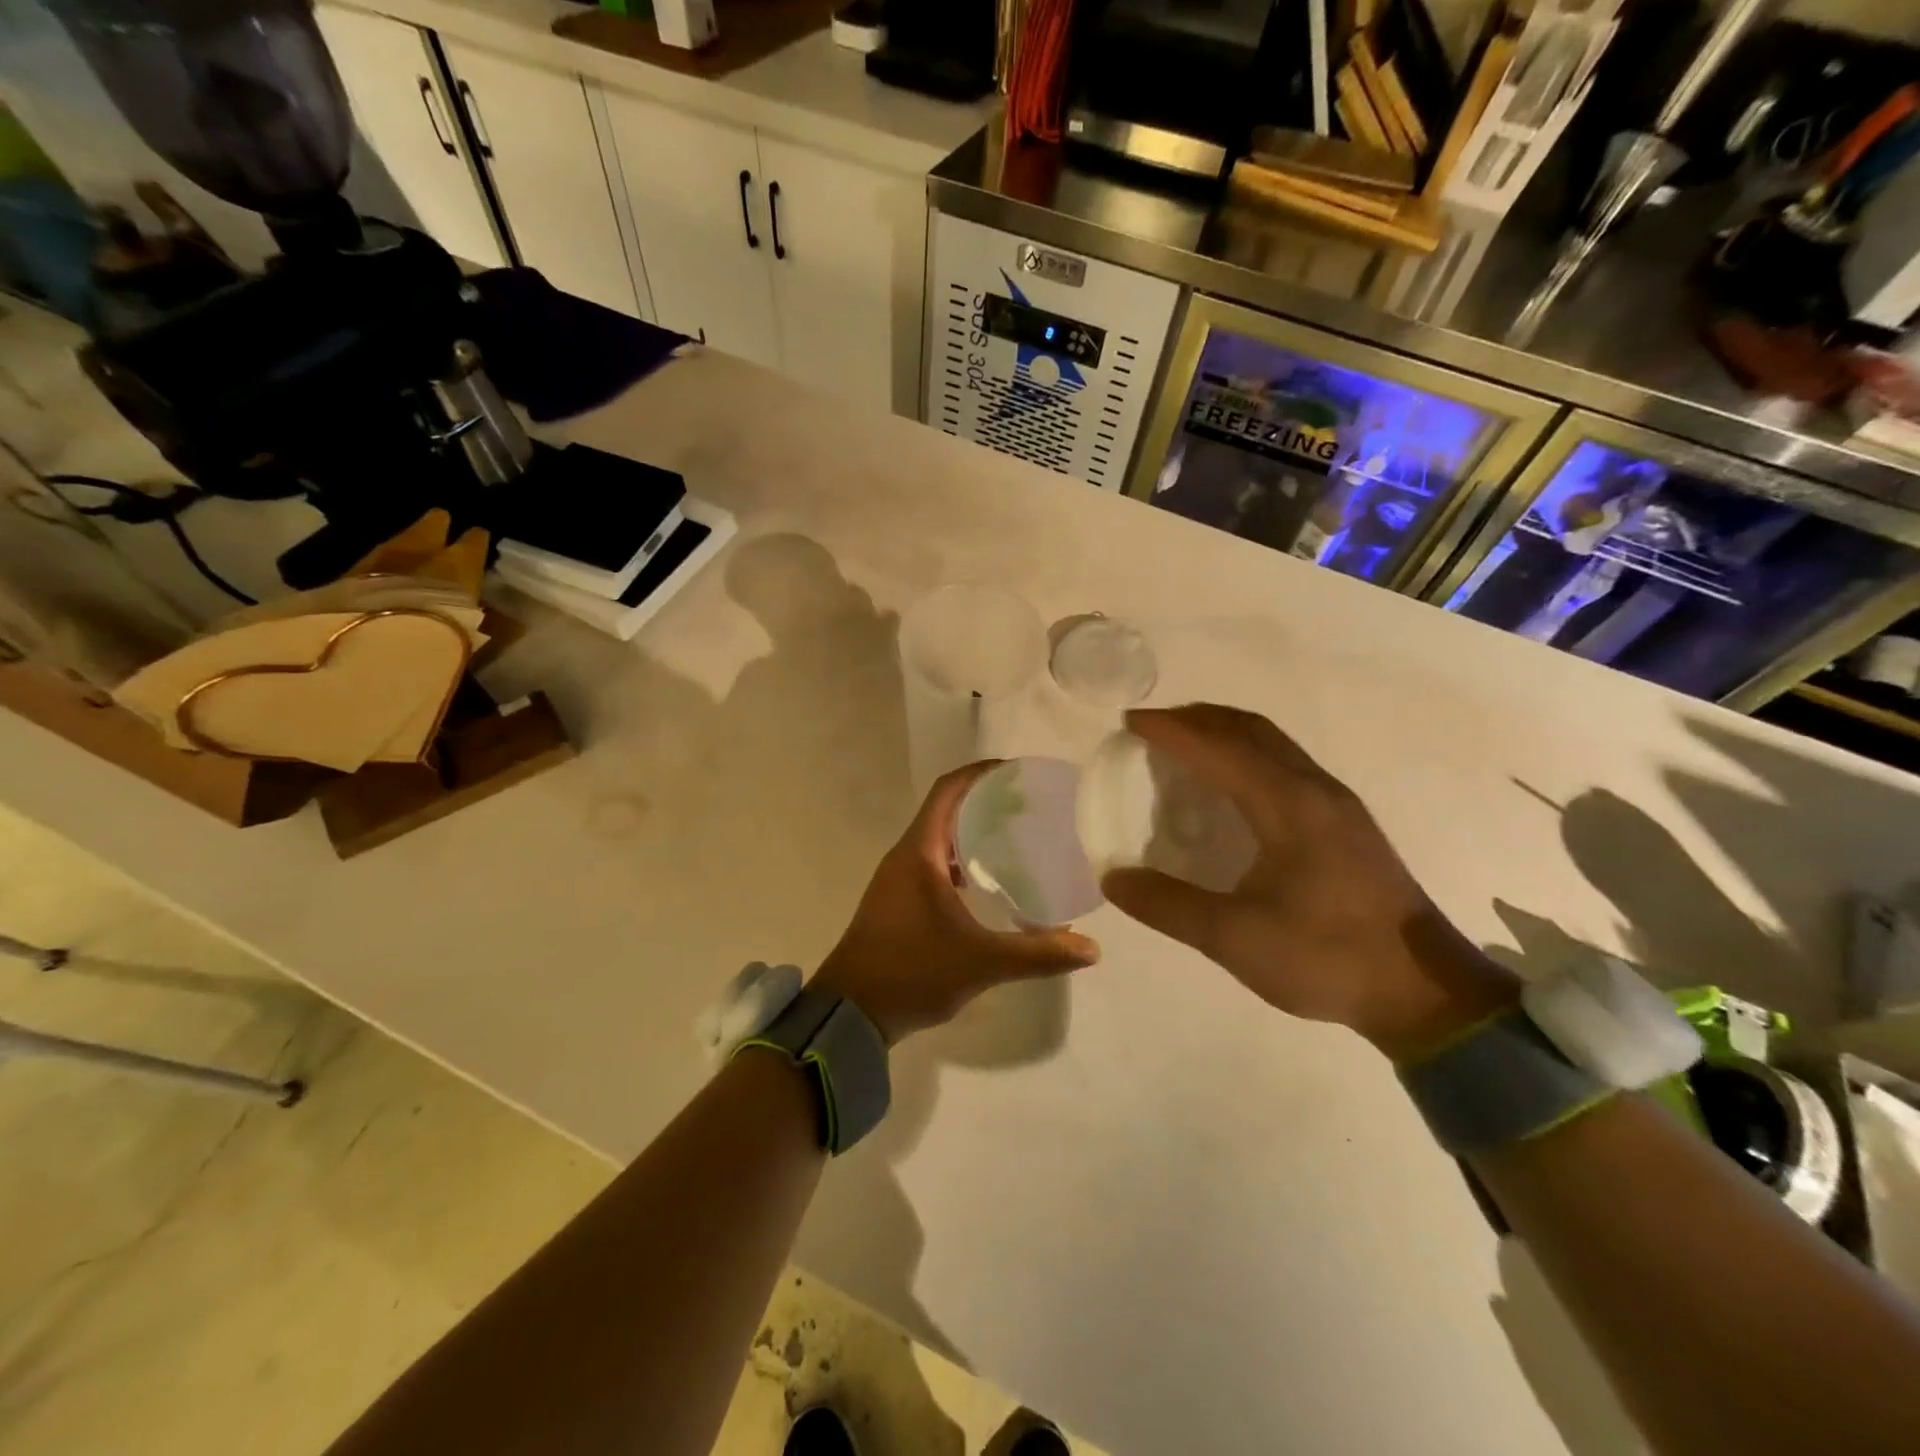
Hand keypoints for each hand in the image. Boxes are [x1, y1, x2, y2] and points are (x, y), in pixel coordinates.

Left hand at [812, 763, 1099, 1044]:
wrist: (851, 1013)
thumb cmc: (912, 972)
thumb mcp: (980, 962)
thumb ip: (1037, 953)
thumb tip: (1091, 949)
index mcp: (919, 852)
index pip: (948, 791)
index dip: (980, 773)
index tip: (1017, 772)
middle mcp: (905, 855)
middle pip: (945, 809)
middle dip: (984, 800)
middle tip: (1029, 805)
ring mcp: (897, 879)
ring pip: (937, 838)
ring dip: (970, 831)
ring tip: (1015, 837)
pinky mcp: (897, 900)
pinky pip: (932, 863)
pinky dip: (959, 860)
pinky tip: (986, 881)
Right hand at [1101, 705, 1516, 1061]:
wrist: (1424, 992)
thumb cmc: (1327, 958)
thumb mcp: (1235, 939)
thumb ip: (1169, 906)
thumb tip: (1113, 879)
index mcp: (1288, 806)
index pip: (1218, 748)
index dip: (1171, 729)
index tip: (1128, 724)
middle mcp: (1314, 789)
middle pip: (1249, 729)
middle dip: (1196, 718)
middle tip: (1151, 729)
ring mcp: (1336, 802)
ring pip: (1272, 742)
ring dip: (1223, 732)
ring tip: (1183, 746)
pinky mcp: (1345, 821)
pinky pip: (1285, 762)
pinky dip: (1246, 753)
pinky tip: (1230, 786)